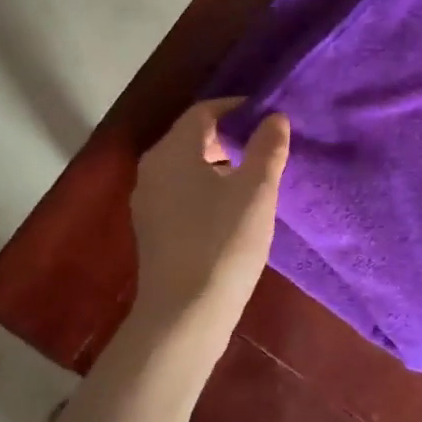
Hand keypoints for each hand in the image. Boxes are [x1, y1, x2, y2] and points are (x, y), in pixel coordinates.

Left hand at [130, 99, 290, 326]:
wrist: (184, 313)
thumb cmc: (223, 243)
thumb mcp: (256, 192)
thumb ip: (267, 149)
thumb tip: (274, 118)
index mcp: (172, 151)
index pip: (203, 111)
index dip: (236, 108)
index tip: (266, 115)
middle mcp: (152, 169)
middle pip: (191, 138)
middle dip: (228, 137)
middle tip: (264, 147)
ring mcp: (148, 201)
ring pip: (186, 167)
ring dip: (218, 164)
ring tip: (254, 179)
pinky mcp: (152, 229)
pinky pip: (180, 192)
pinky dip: (205, 188)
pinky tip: (231, 210)